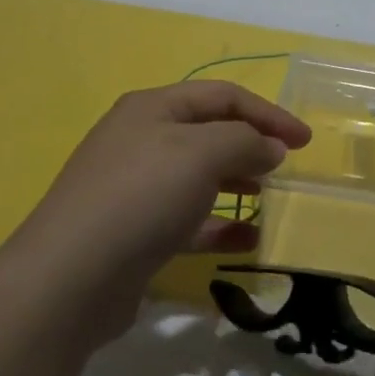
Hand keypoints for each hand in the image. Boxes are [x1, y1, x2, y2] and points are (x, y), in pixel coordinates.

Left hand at [13, 81, 310, 339]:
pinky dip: (219, 225)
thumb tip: (270, 147)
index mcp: (153, 108)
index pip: (222, 96)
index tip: (304, 141)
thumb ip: (245, 141)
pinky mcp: (135, 232)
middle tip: (285, 169)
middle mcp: (141, 140)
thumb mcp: (202, 153)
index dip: (267, 113)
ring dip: (237, 182)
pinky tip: (248, 241)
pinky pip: (187, 219)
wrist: (70, 279)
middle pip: (209, 133)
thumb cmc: (142, 196)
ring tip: (269, 198)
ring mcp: (134, 188)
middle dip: (251, 145)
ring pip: (198, 176)